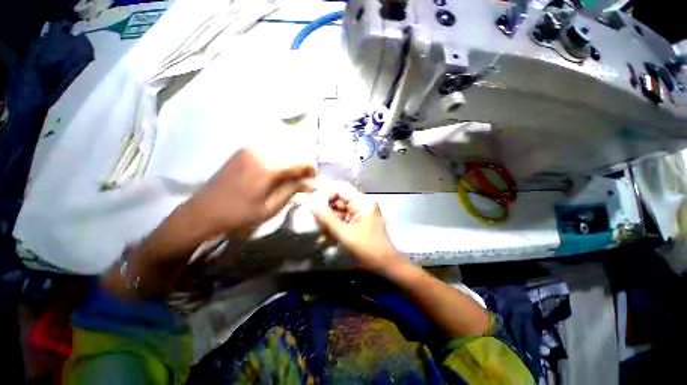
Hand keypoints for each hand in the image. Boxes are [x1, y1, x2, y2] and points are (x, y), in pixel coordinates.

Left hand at [186, 149, 316, 236]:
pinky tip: (276, 173)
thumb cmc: (239, 214)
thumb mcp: (271, 207)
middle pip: (292, 152)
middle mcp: (261, 151)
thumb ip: (293, 190)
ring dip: (290, 163)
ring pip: (282, 150)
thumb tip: (311, 183)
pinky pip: (270, 151)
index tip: (313, 180)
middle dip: (301, 166)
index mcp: (269, 166)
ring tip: (290, 179)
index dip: (311, 169)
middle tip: (302, 182)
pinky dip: (279, 160)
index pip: (301, 160)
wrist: (203, 212)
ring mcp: (250, 149)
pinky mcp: (243, 151)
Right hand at [311, 191, 402, 271]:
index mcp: (362, 203)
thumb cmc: (366, 248)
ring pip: (341, 210)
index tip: (312, 202)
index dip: (325, 193)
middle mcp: (363, 204)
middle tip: (314, 218)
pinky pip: (346, 219)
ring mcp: (363, 213)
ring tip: (320, 228)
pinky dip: (337, 225)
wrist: (385, 264)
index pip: (341, 189)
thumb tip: (312, 204)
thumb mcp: (344, 233)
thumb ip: (327, 218)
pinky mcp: (361, 222)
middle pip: (340, 200)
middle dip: (327, 209)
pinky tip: (328, 234)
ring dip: (330, 219)